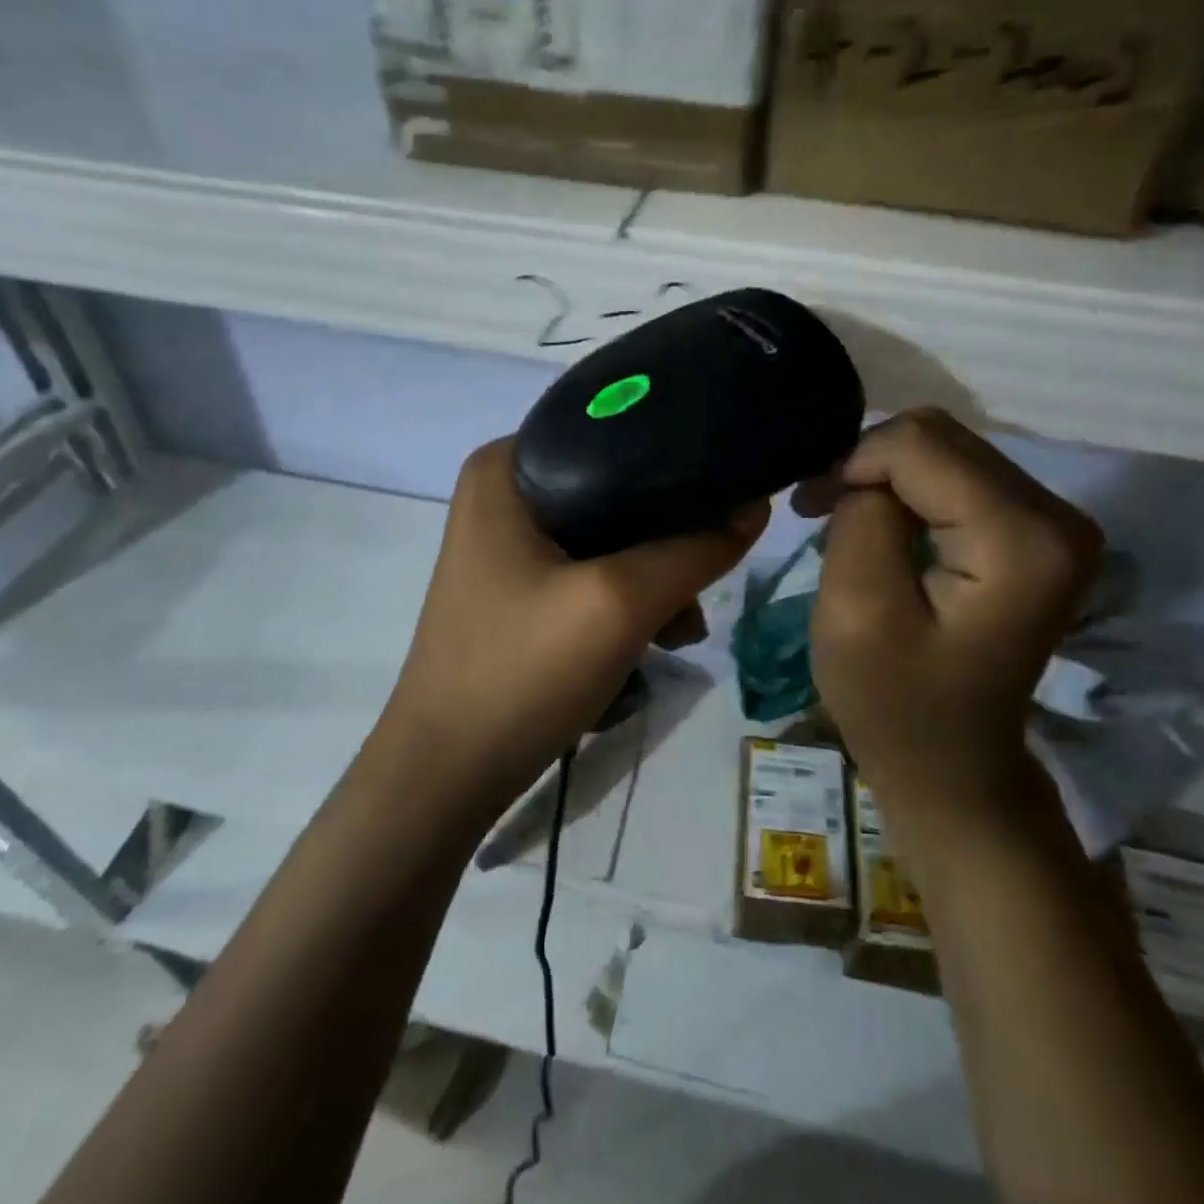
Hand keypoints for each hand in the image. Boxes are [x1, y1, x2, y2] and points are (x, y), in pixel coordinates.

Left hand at [374, 438, 767, 813]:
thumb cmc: (521, 673)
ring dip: (656, 578)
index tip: (729, 495)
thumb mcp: (619, 604)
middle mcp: (504, 492)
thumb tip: (757, 505)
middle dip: (670, 538)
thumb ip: (694, 549)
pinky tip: (655, 640)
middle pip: (618, 489)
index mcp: (506, 466)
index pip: (613, 430)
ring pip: (612, 536)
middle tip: (703, 585)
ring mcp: (509, 543)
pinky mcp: (520, 587)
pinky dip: (628, 600)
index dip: (678, 460)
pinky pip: (592, 572)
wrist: (447, 773)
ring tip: (682, 630)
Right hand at [799, 409, 1101, 803]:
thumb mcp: (855, 610)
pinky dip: (909, 491)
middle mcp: (1059, 516)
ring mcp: (1056, 523)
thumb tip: (867, 473)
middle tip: (818, 509)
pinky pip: (959, 476)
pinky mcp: (1038, 533)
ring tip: (842, 519)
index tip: (811, 510)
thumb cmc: (894, 703)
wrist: (952, 764)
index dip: (853, 464)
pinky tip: (881, 525)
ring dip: (885, 477)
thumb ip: (861, 519)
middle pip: (941, 437)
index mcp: (1022, 540)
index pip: (921, 446)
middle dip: (868, 465)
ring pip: (947, 450)